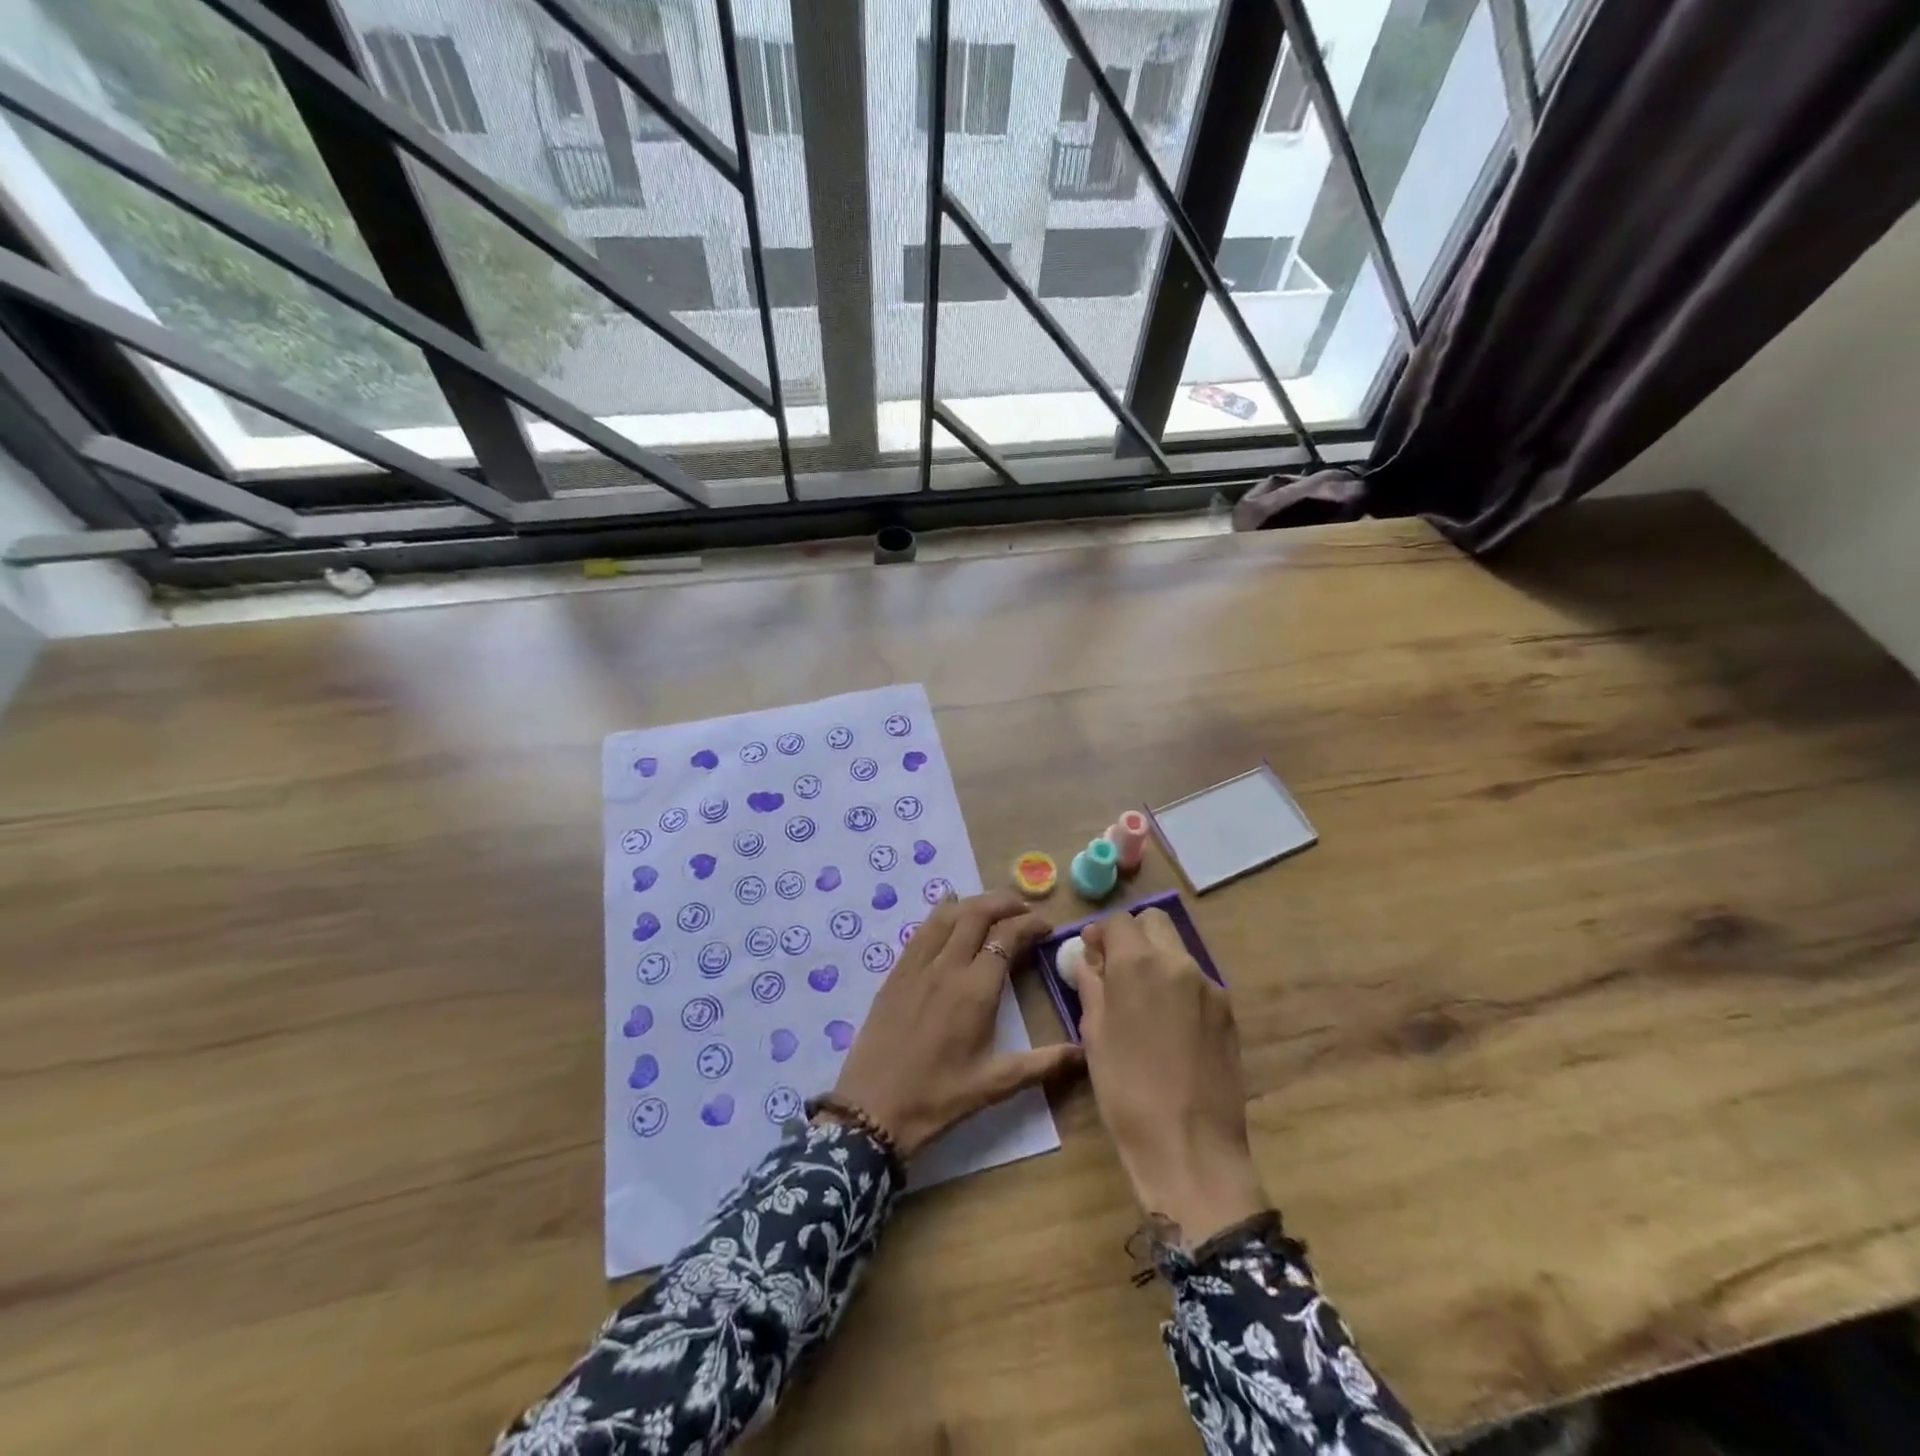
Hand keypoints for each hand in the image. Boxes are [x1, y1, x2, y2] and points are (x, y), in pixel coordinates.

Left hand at [830, 890, 1082, 1157]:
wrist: (872, 1109)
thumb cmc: (938, 1098)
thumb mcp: (995, 1084)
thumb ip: (1042, 1064)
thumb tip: (1084, 1053)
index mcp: (975, 989)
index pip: (1008, 936)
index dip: (1031, 924)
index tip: (1047, 927)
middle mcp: (947, 966)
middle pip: (978, 913)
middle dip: (1005, 903)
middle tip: (1025, 909)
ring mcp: (917, 965)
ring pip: (948, 914)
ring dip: (974, 903)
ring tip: (994, 908)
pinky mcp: (896, 971)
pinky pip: (922, 929)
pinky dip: (942, 913)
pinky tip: (950, 913)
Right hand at [1078, 908, 1268, 1245]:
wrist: (1191, 1147)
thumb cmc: (1127, 1091)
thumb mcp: (1095, 1035)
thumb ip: (1092, 986)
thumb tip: (1090, 961)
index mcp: (1139, 964)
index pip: (1119, 921)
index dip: (1101, 933)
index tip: (1091, 954)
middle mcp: (1179, 963)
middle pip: (1155, 923)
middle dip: (1133, 936)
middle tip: (1117, 969)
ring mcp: (1210, 987)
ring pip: (1178, 951)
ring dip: (1157, 961)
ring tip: (1144, 1002)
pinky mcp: (1229, 1013)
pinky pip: (1197, 982)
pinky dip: (1179, 987)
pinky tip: (1170, 1026)